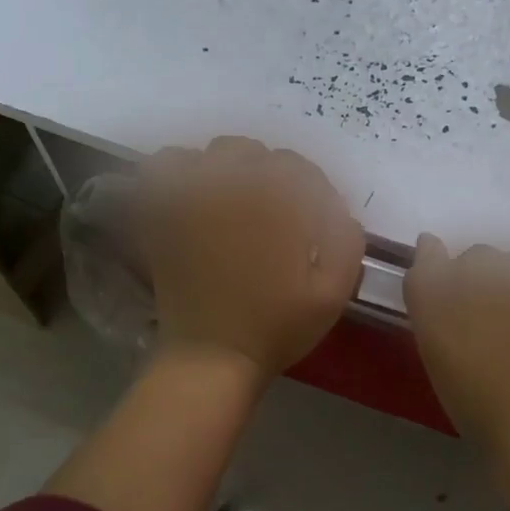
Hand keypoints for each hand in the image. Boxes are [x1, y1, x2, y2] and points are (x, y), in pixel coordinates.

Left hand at [138, 136, 363, 376]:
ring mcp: (192, 195)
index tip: (314, 222)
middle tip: (276, 215)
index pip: (300, 170)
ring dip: (231, 170)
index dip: (312, 193)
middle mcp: (233, 185)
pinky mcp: (163, 212)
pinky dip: (183, 171)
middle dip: (272, 177)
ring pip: (215, 154)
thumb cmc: (277, 326)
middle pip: (257, 155)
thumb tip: (339, 211)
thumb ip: (347, 240)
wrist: (212, 356)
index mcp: (277, 200)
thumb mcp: (334, 291)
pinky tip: (196, 195)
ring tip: (237, 202)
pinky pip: (167, 167)